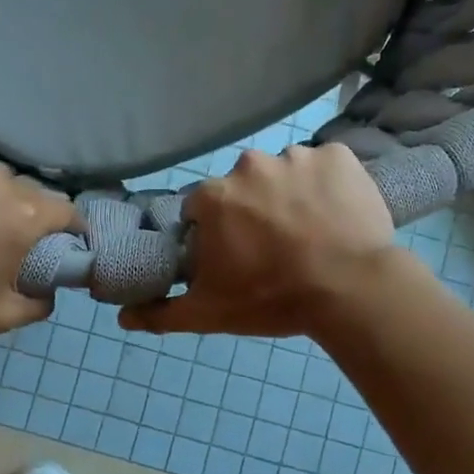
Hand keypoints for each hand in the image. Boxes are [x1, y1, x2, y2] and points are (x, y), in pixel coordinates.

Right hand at [122, 145, 397, 336]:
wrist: (350, 290)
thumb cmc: (272, 299)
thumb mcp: (210, 313)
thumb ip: (162, 313)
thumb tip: (122, 316)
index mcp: (214, 196)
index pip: (202, 209)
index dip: (216, 234)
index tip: (236, 257)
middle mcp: (249, 165)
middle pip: (244, 188)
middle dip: (254, 211)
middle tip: (276, 248)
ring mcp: (297, 156)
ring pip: (285, 174)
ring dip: (291, 196)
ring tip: (312, 234)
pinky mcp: (338, 156)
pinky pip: (325, 167)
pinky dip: (329, 185)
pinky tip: (337, 216)